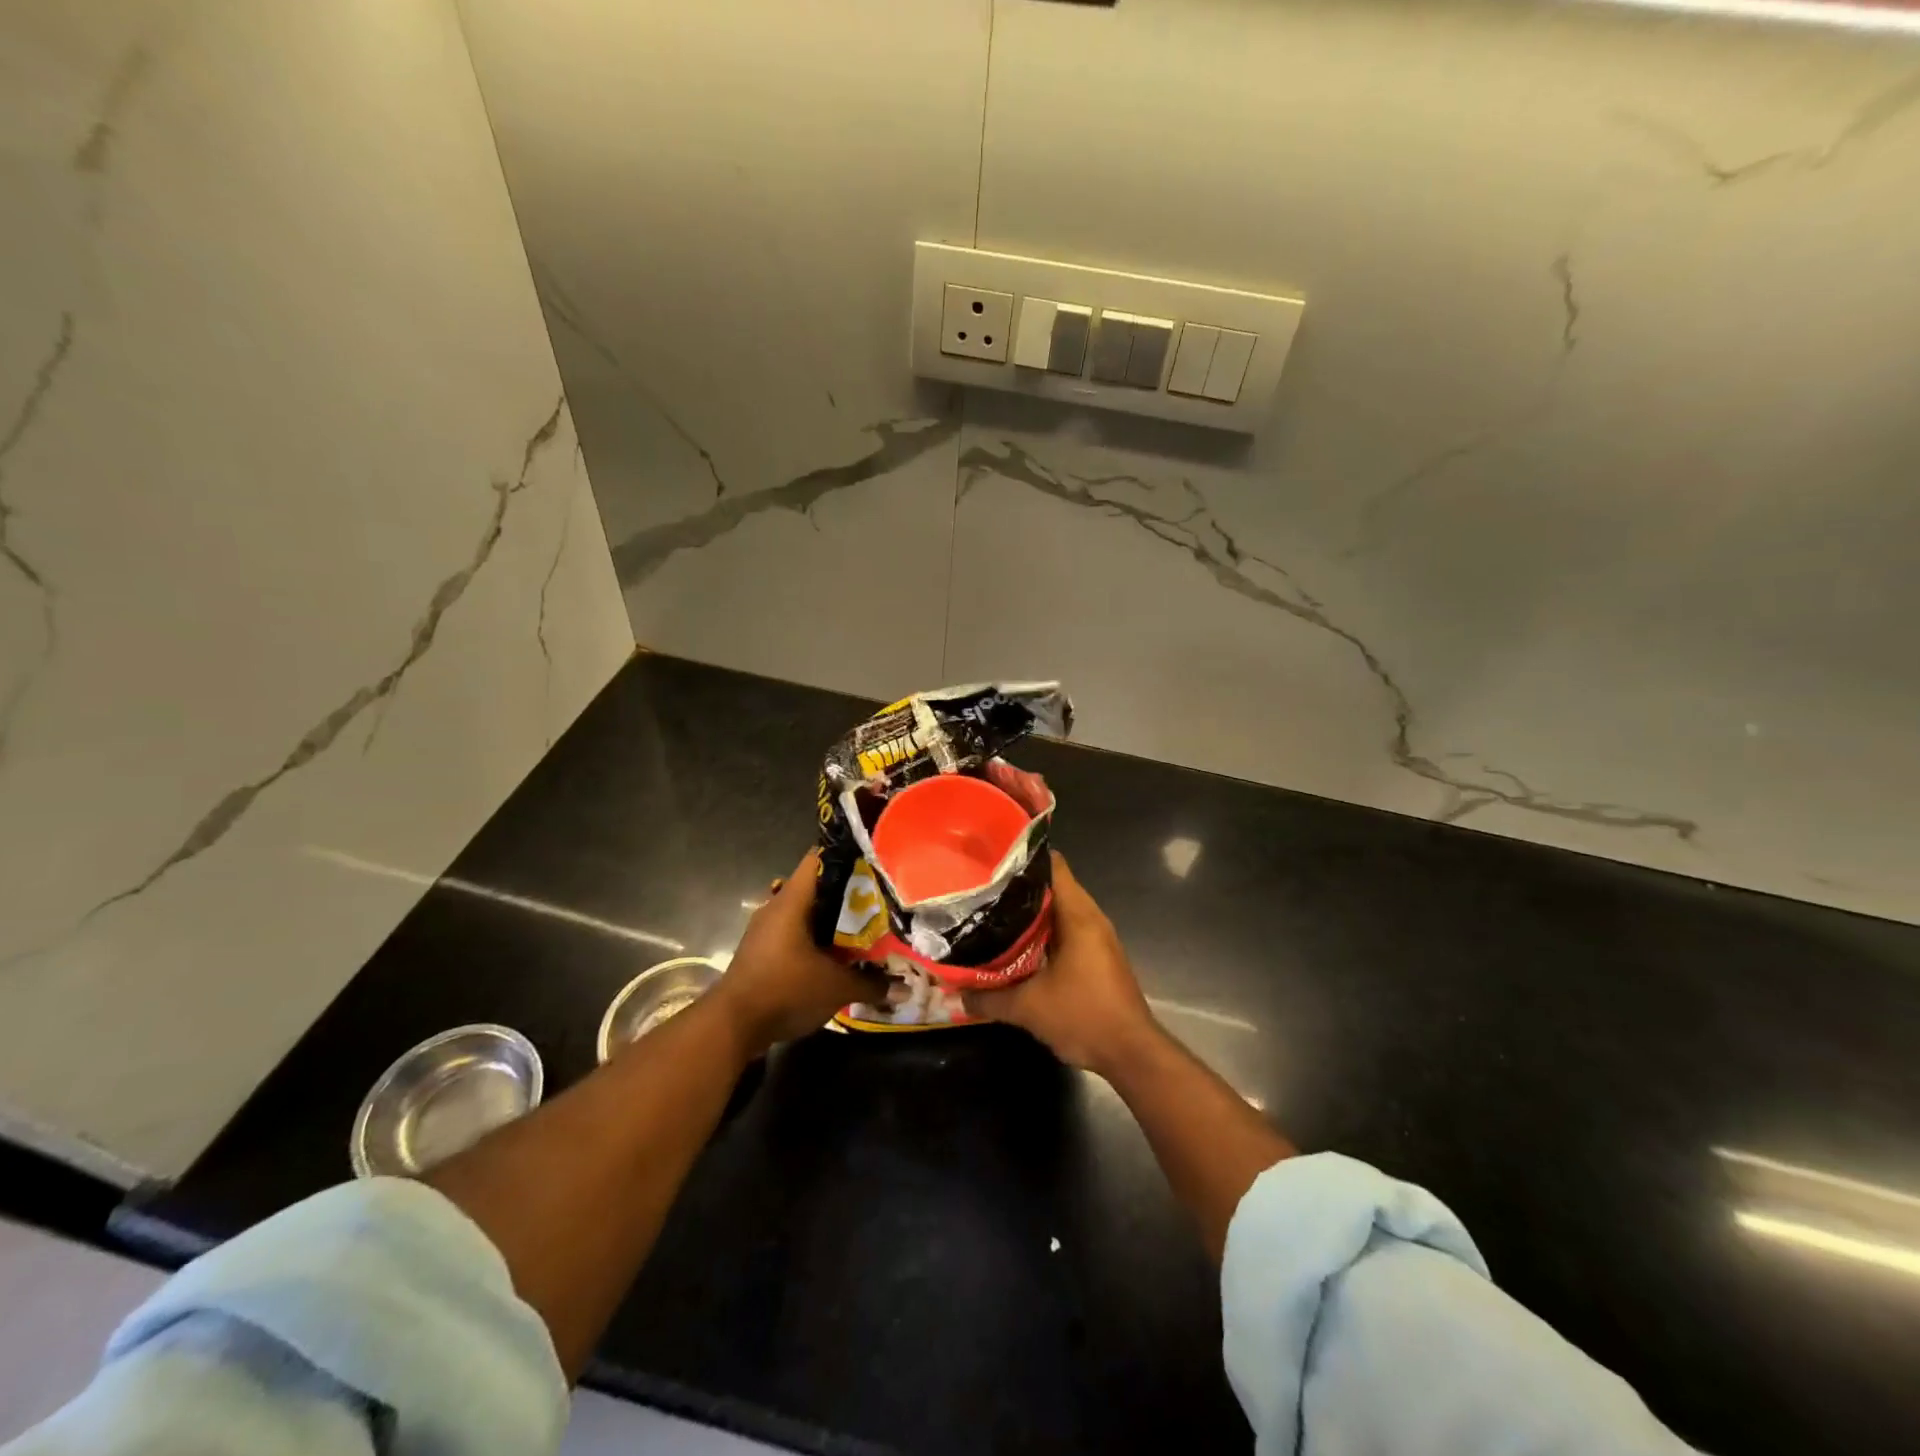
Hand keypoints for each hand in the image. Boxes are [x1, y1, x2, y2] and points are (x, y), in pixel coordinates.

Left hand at [711, 848, 878, 1056]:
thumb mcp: (836, 988)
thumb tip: (904, 988)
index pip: (817, 859)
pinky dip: (815, 939)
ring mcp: (766, 931)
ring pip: (804, 913)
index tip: (873, 860)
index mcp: (791, 902)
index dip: (845, 855)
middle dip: (846, 892)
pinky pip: (794, 934)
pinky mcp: (762, 952)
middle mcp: (776, 908)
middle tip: (879, 898)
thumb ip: (871, 984)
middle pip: (815, 887)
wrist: (731, 1026)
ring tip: (864, 926)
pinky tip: (837, 954)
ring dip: (831, 919)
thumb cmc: (785, 990)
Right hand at [963, 852, 1160, 1075]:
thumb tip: (954, 993)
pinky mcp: (1098, 957)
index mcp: (1078, 915)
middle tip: (982, 890)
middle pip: (1053, 887)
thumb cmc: (1084, 1017)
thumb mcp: (1028, 1008)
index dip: (1023, 859)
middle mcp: (1091, 918)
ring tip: (993, 915)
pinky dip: (1044, 933)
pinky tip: (1017, 947)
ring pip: (1059, 912)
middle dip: (1019, 888)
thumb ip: (988, 998)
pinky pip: (1067, 931)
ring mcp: (1098, 938)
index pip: (1053, 865)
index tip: (992, 861)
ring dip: (1031, 914)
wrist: (1132, 1054)